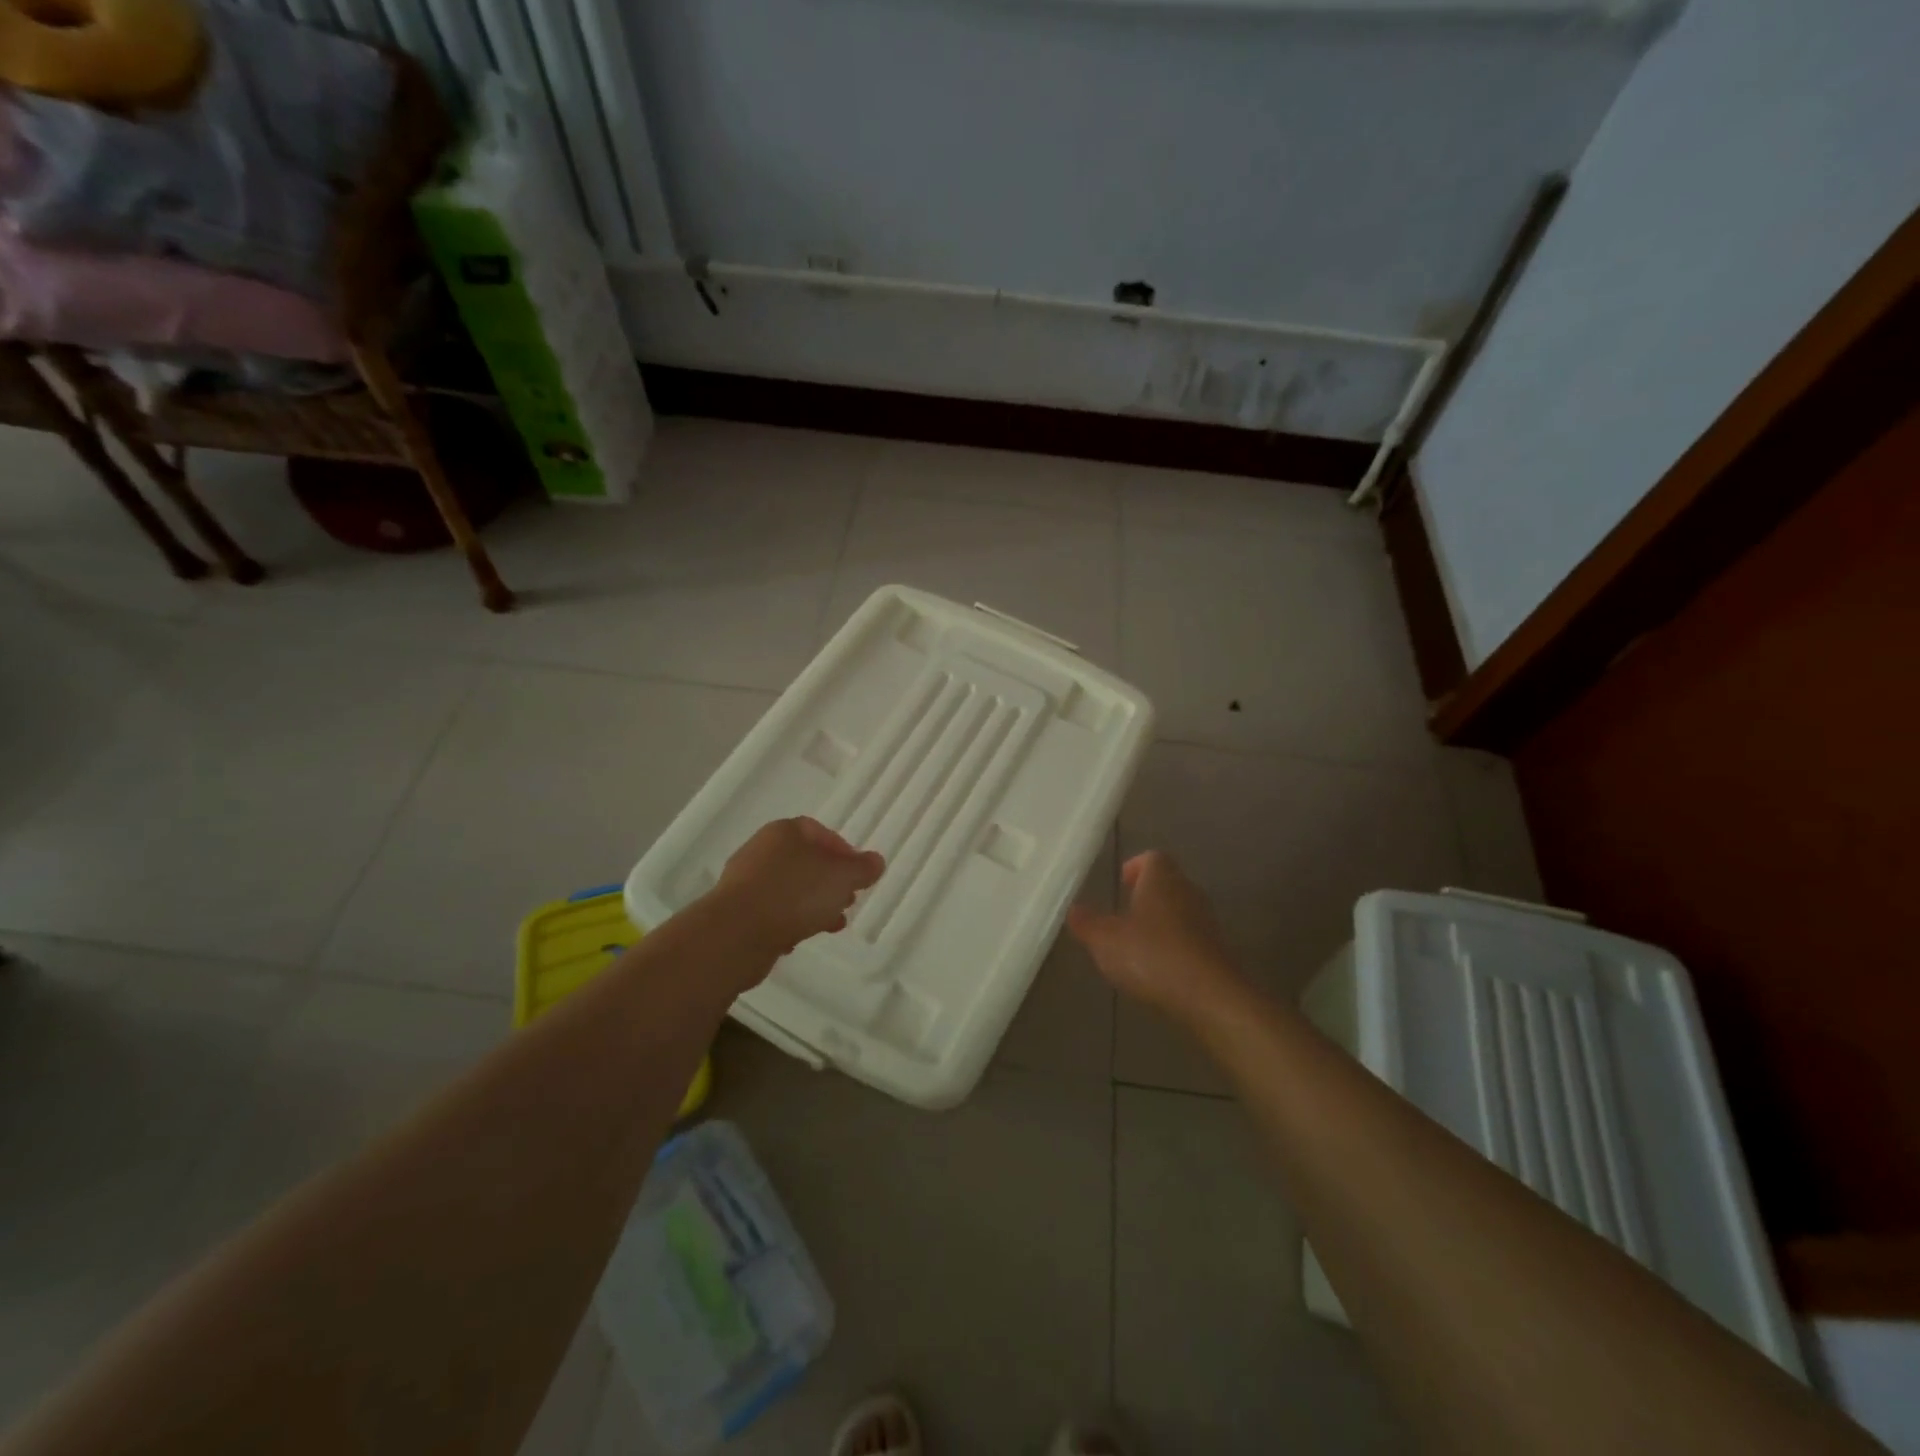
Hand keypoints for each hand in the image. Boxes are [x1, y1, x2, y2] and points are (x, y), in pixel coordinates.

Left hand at [708, 817, 885, 960]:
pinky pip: (771, 912)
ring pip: (789, 888)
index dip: (843, 851)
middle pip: (804, 860)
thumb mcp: (842, 878)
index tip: (858, 874)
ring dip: (812, 904)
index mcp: (784, 832)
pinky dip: (788, 922)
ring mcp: (745, 882)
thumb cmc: (795, 894)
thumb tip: (876, 862)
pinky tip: (799, 939)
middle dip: (829, 880)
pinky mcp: (736, 912)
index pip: (818, 831)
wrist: (737, 934)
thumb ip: (862, 869)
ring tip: (832, 924)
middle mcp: (761, 850)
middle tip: (848, 899)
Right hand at [1067, 851, 1244, 1021]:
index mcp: (1162, 881)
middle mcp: (1188, 893)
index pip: (1153, 858)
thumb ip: (1087, 923)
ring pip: (1181, 911)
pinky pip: (1191, 938)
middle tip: (1123, 914)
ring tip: (1137, 944)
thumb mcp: (1105, 941)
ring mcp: (1207, 923)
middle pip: (1168, 883)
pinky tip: (1159, 969)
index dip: (1135, 867)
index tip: (1120, 883)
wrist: (1211, 998)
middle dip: (1147, 895)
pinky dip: (1175, 946)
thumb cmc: (1152, 956)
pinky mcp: (1218, 951)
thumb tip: (1075, 909)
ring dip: (1161, 922)